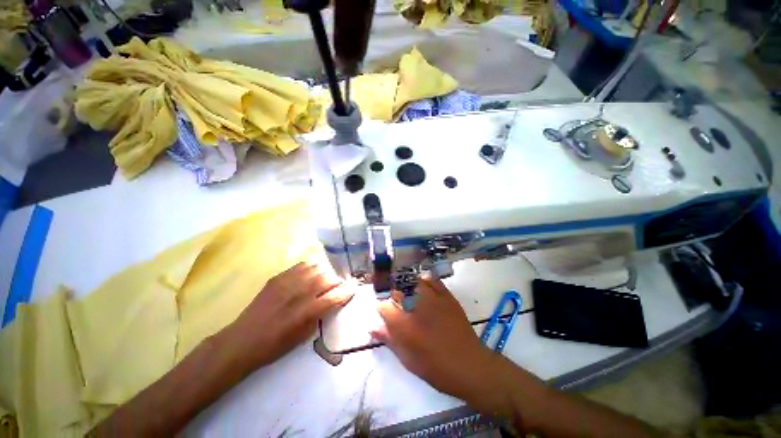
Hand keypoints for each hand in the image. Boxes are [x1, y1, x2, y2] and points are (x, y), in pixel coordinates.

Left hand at [226, 262, 353, 369]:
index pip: (336, 295)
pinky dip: (309, 269)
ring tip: (322, 280)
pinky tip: (308, 276)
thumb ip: (321, 314)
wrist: (243, 340)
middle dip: (337, 281)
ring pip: (316, 268)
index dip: (347, 291)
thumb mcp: (304, 335)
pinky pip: (300, 266)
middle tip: (337, 286)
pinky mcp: (278, 278)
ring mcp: (288, 282)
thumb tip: (331, 301)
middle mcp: (301, 293)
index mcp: (308, 311)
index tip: (353, 289)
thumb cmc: (276, 345)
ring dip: (324, 274)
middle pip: (328, 278)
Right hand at [371, 277, 514, 413]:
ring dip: (408, 284)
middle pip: (398, 290)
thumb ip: (389, 340)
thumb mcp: (408, 359)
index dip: (381, 307)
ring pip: (414, 281)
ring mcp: (433, 299)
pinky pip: (433, 281)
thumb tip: (373, 327)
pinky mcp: (447, 296)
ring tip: (407, 290)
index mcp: (405, 325)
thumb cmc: (436, 368)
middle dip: (394, 293)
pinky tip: (423, 282)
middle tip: (396, 301)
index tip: (383, 310)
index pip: (384, 307)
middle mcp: (417, 307)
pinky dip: (426, 280)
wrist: (470, 365)